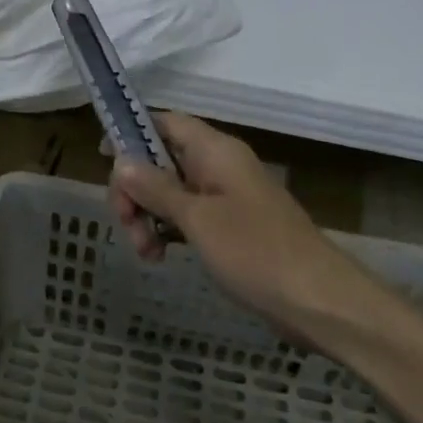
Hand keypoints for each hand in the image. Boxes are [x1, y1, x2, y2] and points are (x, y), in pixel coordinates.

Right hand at [110, 111, 355, 325]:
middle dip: (135, 189)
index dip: (132, 132)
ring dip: (148, 216)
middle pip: (161, 160)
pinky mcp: (230, 227)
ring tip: (145, 252)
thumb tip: (121, 161)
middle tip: (123, 222)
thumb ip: (156, 187)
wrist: (318, 300)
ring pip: (170, 192)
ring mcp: (225, 197)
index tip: (103, 157)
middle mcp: (219, 166)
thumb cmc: (255, 250)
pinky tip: (159, 256)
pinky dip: (168, 231)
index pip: (165, 122)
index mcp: (215, 151)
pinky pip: (187, 216)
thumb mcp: (196, 218)